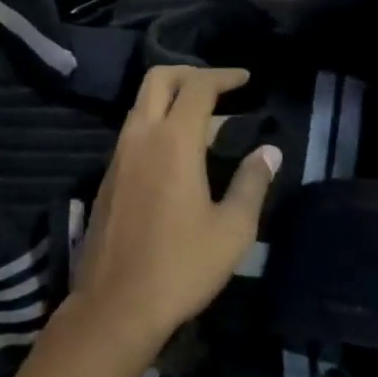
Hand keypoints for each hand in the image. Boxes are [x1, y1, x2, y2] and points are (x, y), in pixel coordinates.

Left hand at [73, 67, 281, 351]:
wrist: (115, 303)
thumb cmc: (181, 266)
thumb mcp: (232, 229)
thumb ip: (251, 183)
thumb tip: (269, 151)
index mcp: (173, 140)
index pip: (198, 87)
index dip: (223, 76)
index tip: (245, 79)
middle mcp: (140, 135)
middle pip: (159, 79)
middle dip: (190, 73)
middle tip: (219, 87)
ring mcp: (119, 154)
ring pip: (143, 104)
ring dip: (172, 100)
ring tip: (207, 123)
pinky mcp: (108, 175)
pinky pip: (134, 131)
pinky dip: (158, 123)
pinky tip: (178, 153)